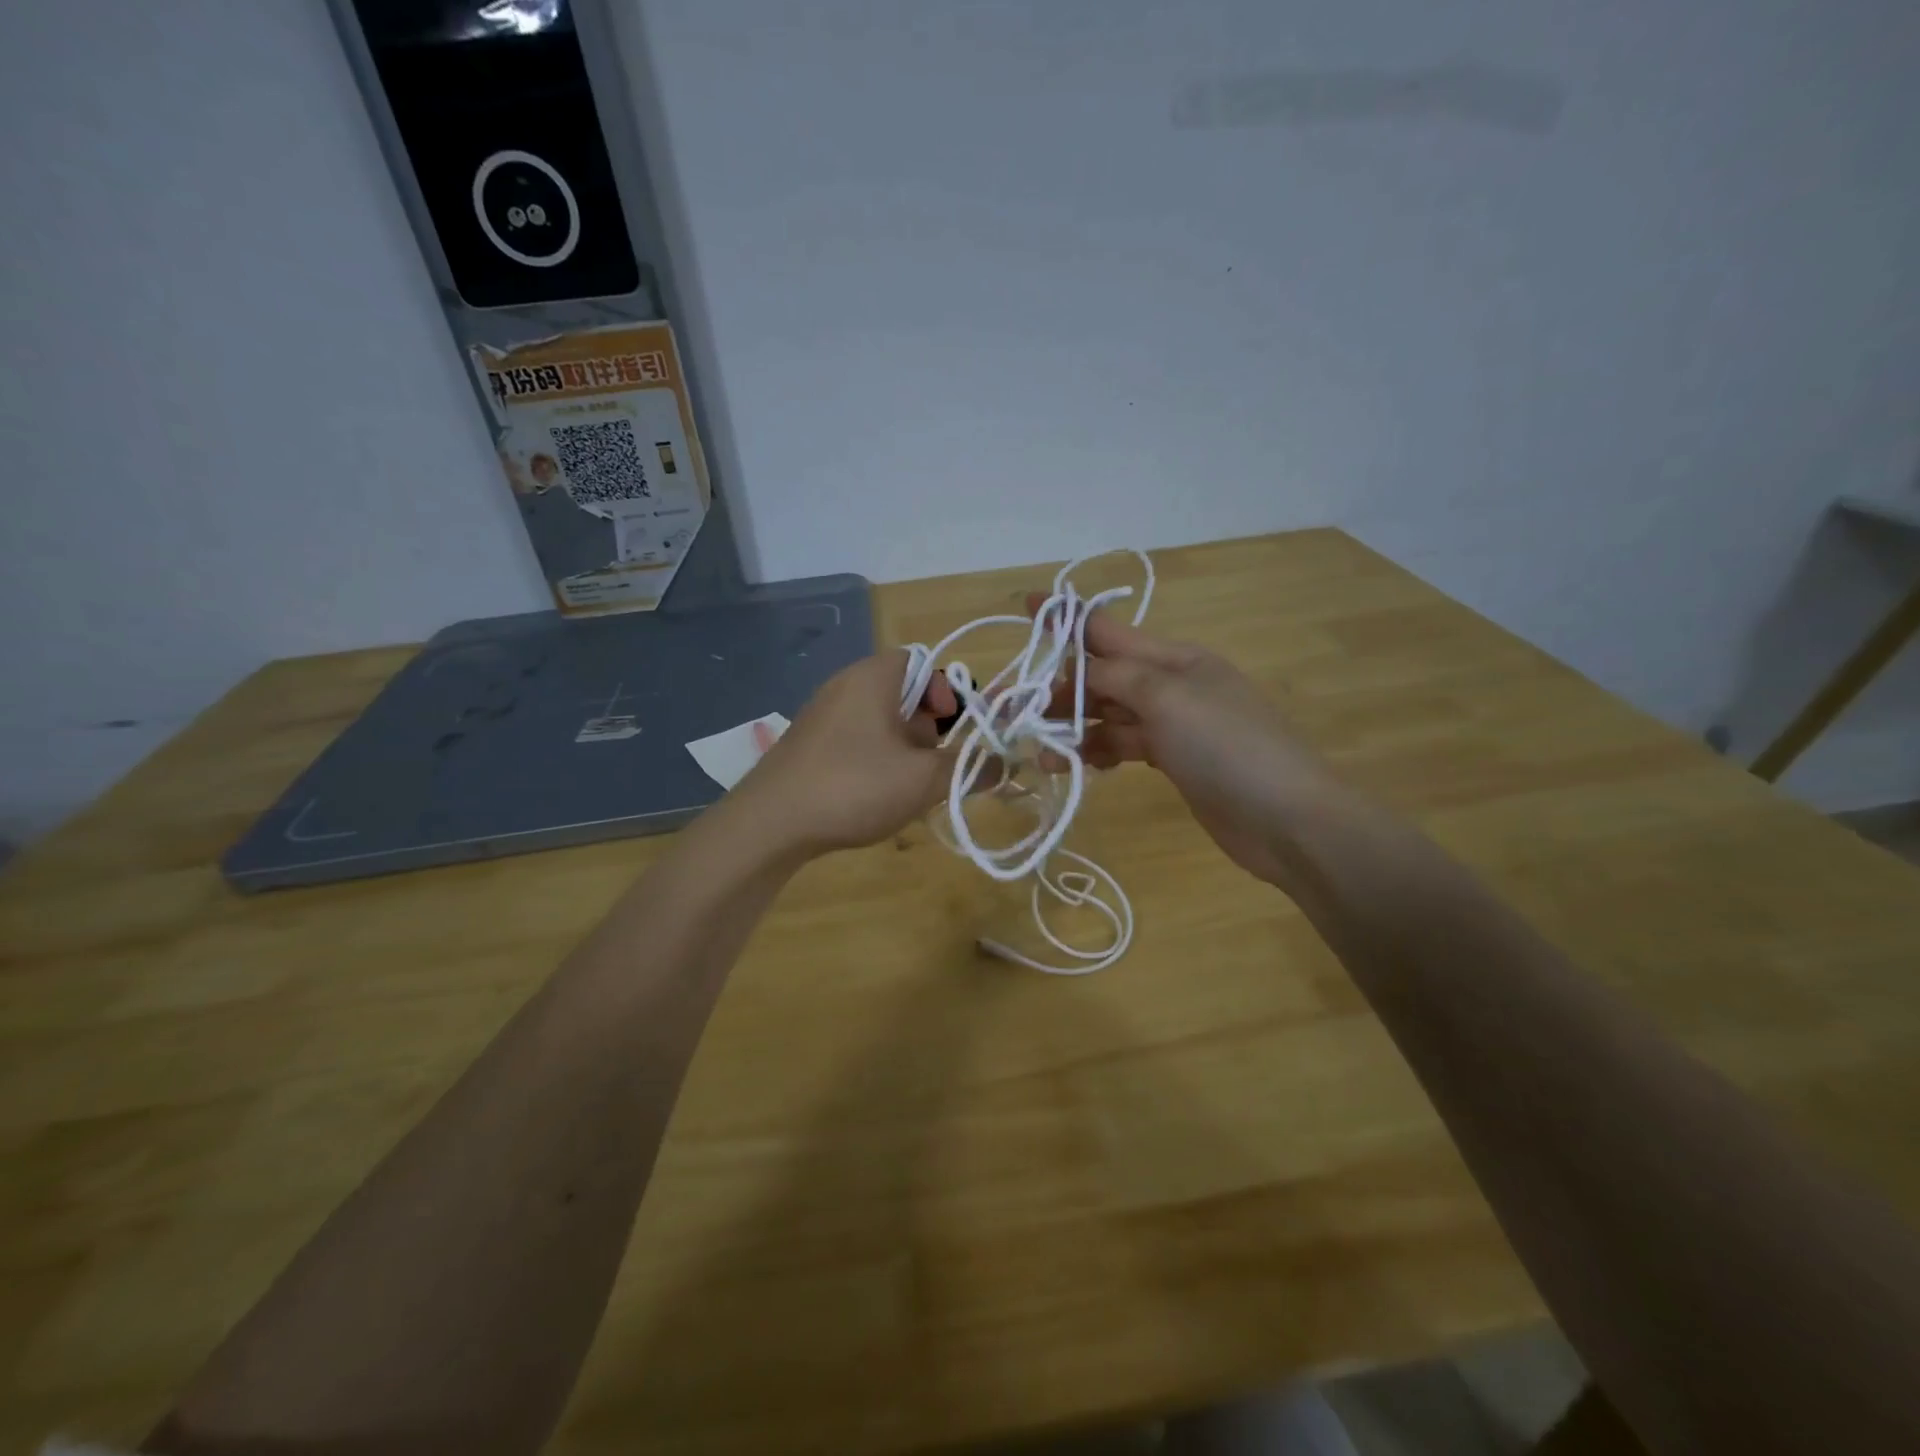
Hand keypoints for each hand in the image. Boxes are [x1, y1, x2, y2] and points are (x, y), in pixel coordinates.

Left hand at [731, 649, 957, 856]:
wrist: (769, 824)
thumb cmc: (854, 786)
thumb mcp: (924, 780)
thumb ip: (969, 768)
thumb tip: (1003, 764)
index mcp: (872, 678)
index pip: (920, 662)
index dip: (945, 690)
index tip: (953, 727)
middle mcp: (843, 687)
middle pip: (901, 694)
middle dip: (927, 728)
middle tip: (936, 762)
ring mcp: (820, 717)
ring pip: (878, 722)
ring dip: (903, 749)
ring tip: (910, 786)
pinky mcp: (806, 747)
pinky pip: (854, 741)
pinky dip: (875, 760)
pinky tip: (875, 797)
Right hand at [1036, 597, 1339, 886]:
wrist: (1287, 819)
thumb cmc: (1226, 747)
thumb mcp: (1166, 698)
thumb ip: (1116, 676)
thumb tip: (1079, 671)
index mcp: (1174, 658)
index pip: (1109, 629)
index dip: (1067, 618)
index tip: (1027, 605)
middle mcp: (1171, 685)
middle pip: (1104, 675)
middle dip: (1062, 687)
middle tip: (1018, 709)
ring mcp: (1174, 725)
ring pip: (1109, 714)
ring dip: (1074, 726)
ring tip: (1042, 751)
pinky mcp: (1174, 761)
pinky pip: (1123, 745)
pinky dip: (1098, 751)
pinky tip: (1075, 766)